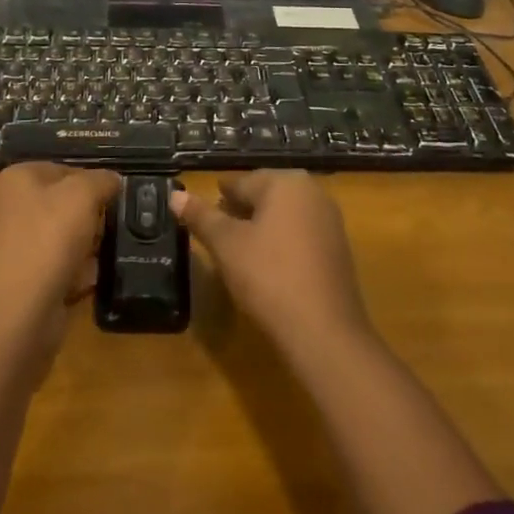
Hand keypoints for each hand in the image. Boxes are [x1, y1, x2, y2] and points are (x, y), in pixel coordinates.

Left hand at [0, 162, 117, 355]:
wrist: (15, 315)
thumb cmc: (47, 240)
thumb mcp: (82, 195)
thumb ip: (101, 180)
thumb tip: (112, 180)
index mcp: (16, 180)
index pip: (63, 169)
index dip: (92, 182)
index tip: (114, 199)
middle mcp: (7, 209)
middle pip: (62, 205)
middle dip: (89, 218)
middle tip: (111, 228)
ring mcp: (11, 248)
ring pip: (62, 239)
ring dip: (86, 248)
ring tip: (104, 257)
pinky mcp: (19, 282)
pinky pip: (56, 269)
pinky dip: (74, 275)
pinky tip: (88, 282)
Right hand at [170, 170, 371, 353]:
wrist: (323, 332)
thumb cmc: (268, 276)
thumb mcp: (226, 245)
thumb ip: (201, 216)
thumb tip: (175, 195)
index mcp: (286, 182)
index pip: (241, 182)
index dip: (218, 200)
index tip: (200, 217)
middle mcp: (313, 192)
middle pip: (264, 195)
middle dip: (239, 213)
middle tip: (216, 238)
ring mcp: (330, 221)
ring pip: (283, 216)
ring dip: (260, 229)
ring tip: (237, 254)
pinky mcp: (338, 249)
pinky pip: (301, 235)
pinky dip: (281, 244)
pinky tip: (267, 268)